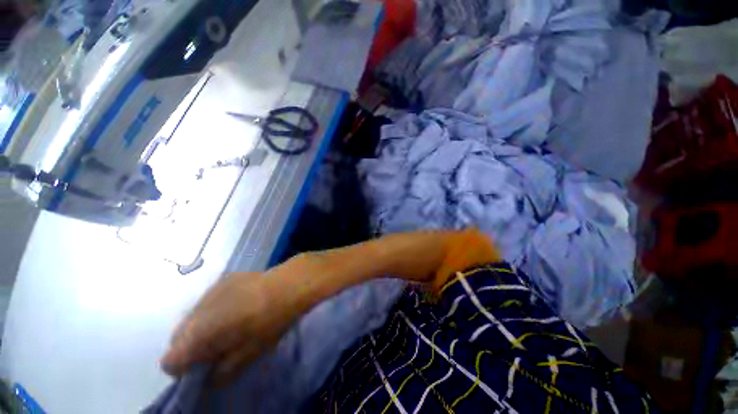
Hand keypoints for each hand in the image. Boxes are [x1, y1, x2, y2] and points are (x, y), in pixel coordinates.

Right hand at [161, 270, 301, 385]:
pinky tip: (238, 305)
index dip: (185, 369)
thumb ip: (220, 373)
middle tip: (219, 347)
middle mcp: (194, 312)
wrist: (286, 285)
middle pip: (178, 338)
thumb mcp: (247, 356)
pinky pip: (207, 301)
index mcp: (196, 335)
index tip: (205, 367)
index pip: (169, 361)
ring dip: (203, 326)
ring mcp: (207, 292)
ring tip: (230, 323)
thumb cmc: (267, 323)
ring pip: (192, 318)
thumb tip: (208, 377)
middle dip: (192, 347)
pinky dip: (214, 309)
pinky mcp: (222, 280)